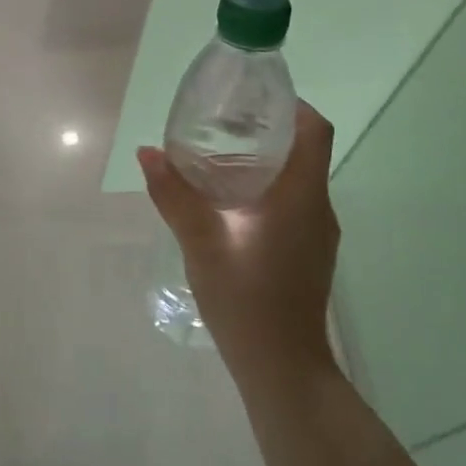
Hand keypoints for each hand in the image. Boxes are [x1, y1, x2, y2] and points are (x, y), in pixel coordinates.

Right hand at [137, 103, 339, 380]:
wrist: (282, 368)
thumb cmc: (246, 300)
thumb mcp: (201, 243)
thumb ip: (174, 195)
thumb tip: (148, 152)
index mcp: (301, 197)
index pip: (314, 131)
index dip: (291, 105)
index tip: (253, 97)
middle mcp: (317, 208)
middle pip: (303, 150)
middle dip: (266, 129)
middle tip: (219, 121)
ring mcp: (316, 232)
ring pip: (297, 177)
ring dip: (263, 159)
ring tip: (214, 155)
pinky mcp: (307, 251)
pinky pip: (292, 202)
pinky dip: (265, 187)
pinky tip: (226, 201)